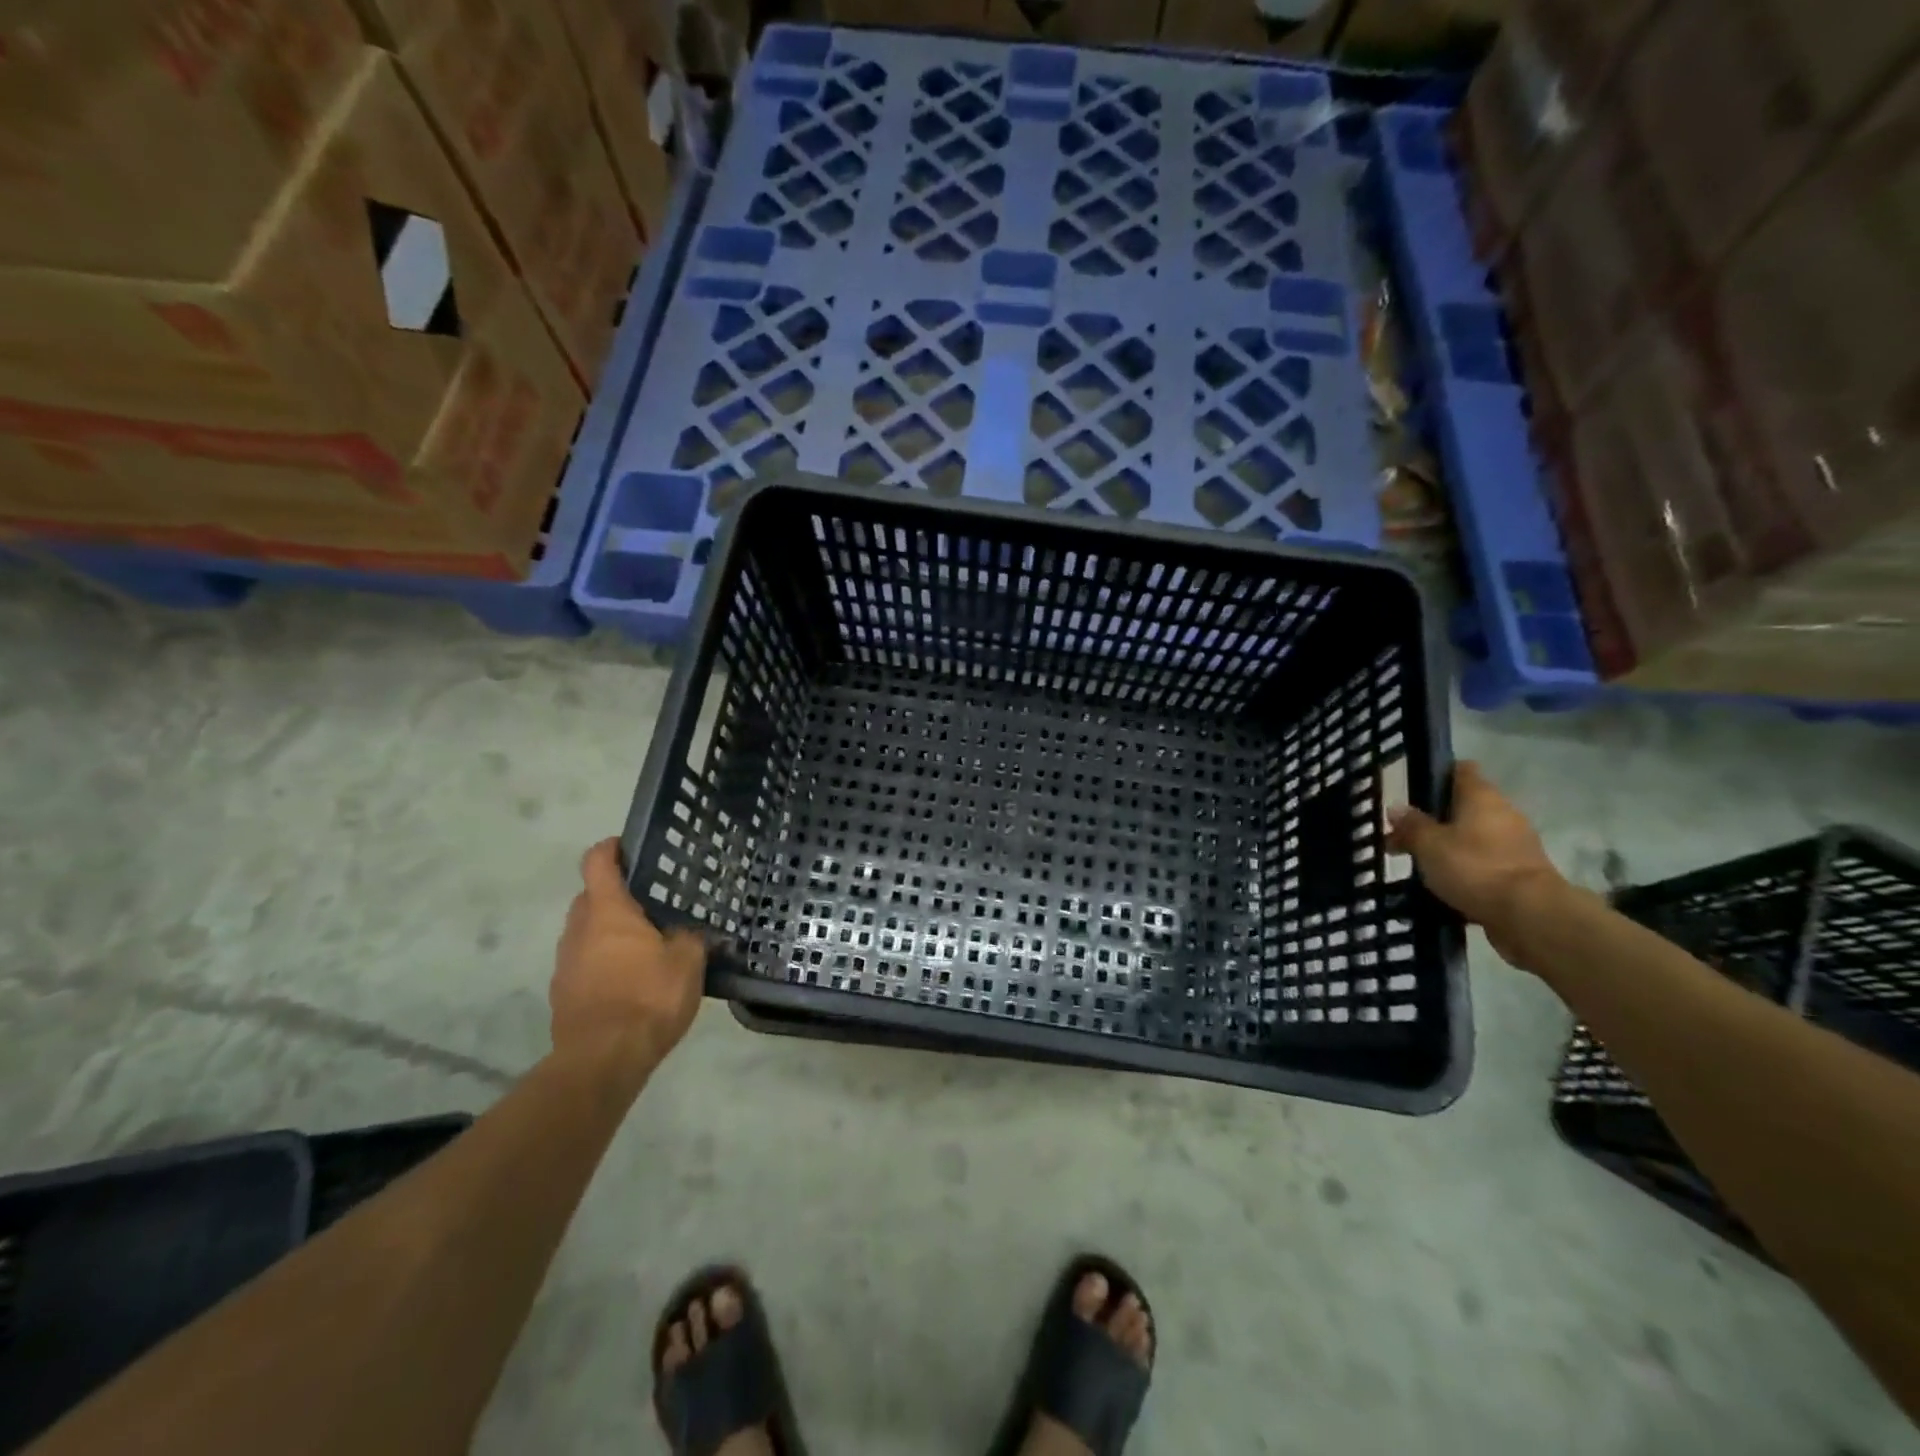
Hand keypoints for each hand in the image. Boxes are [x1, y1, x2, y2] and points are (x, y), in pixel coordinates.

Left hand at [551, 839, 706, 1069]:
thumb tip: (692, 930)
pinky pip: (584, 964)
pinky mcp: (563, 995)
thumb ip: (691, 937)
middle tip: (650, 902)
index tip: (629, 846)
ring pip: (585, 933)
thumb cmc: (648, 997)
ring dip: (607, 932)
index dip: (611, 849)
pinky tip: (631, 981)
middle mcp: (579, 930)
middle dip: (614, 895)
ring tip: (644, 945)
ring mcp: (565, 964)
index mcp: (608, 912)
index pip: (597, 862)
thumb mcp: (688, 960)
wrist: (602, 1060)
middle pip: (590, 897)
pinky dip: (603, 963)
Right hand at [1386, 762, 1564, 967]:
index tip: (1411, 790)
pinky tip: (1441, 885)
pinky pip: (1483, 864)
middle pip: (1463, 806)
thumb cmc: (1474, 867)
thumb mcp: (1429, 844)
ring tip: (1416, 864)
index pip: (1459, 770)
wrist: (1530, 916)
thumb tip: (1396, 808)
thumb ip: (1411, 825)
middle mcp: (1502, 814)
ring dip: (1447, 847)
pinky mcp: (1519, 874)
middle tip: (1401, 835)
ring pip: (1471, 837)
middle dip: (1433, 819)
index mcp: (1481, 797)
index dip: (1436, 775)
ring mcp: (1514, 845)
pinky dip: (1463, 871)